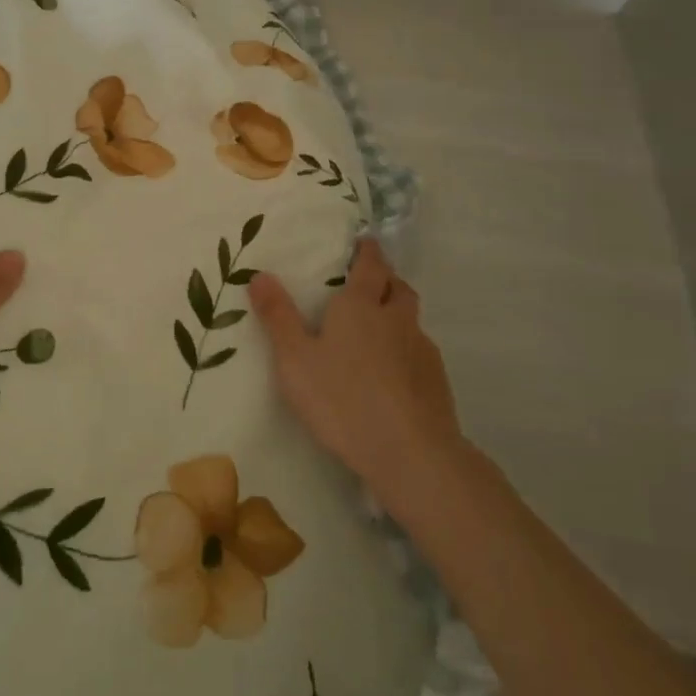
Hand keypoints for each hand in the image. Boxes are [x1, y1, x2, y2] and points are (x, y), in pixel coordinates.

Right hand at [249, 238, 465, 519]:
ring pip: (412, 319)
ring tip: (379, 329)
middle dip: (386, 279)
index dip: (367, 251)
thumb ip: (278, 317)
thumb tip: (259, 274)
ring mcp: (421, 349)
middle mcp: (396, 319)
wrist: (410, 452)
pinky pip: (420, 351)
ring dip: (398, 314)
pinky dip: (407, 350)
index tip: (364, 242)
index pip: (370, 265)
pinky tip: (393, 372)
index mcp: (360, 306)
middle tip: (370, 283)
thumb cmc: (343, 399)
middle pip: (398, 287)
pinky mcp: (436, 381)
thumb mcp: (295, 359)